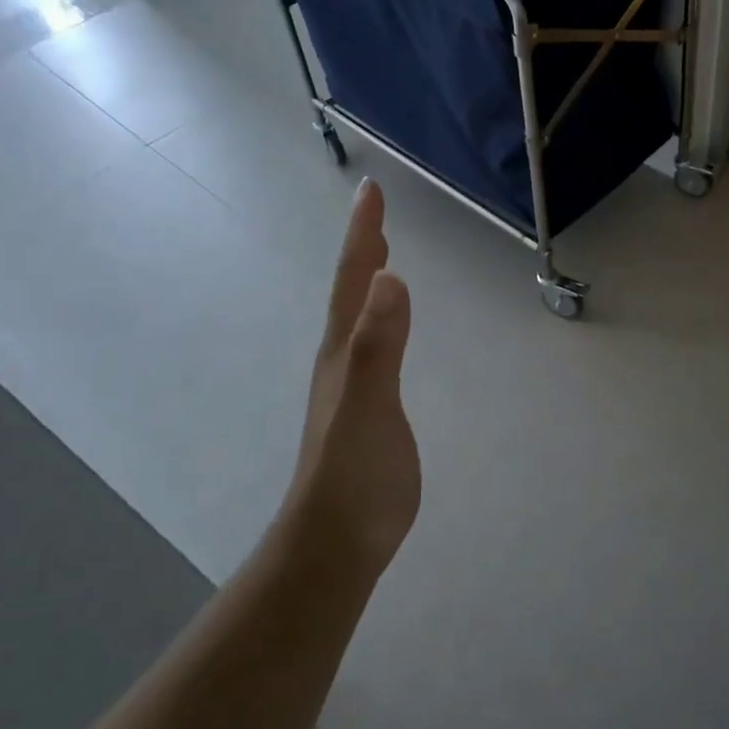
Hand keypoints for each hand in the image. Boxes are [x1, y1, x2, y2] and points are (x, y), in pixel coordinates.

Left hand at [279, 179, 420, 574]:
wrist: (338, 539)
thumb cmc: (354, 473)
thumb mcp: (368, 405)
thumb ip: (378, 344)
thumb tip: (390, 277)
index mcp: (344, 349)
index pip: (354, 280)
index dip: (362, 234)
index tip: (369, 189)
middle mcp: (344, 358)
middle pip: (352, 290)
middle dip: (363, 246)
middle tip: (374, 208)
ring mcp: (355, 383)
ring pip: (360, 316)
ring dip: (368, 279)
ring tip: (380, 254)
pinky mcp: (371, 406)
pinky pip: (375, 343)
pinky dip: (382, 318)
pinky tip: (389, 326)